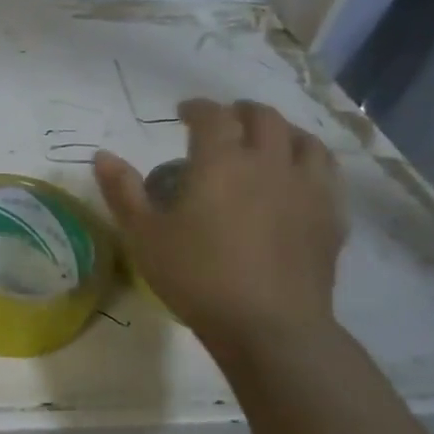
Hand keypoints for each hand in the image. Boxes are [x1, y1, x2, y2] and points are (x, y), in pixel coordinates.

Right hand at [93, 99, 345, 346]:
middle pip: (263, 117)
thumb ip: (123, 191)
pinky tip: (297, 179)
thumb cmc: (196, 276)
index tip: (183, 112)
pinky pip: (326, 173)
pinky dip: (308, 163)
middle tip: (223, 121)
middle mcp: (269, 162)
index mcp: (221, 161)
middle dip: (240, 111)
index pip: (212, 115)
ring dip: (280, 131)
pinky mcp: (331, 216)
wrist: (268, 325)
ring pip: (303, 139)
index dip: (196, 108)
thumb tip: (102, 155)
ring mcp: (307, 188)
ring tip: (265, 142)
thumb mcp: (144, 235)